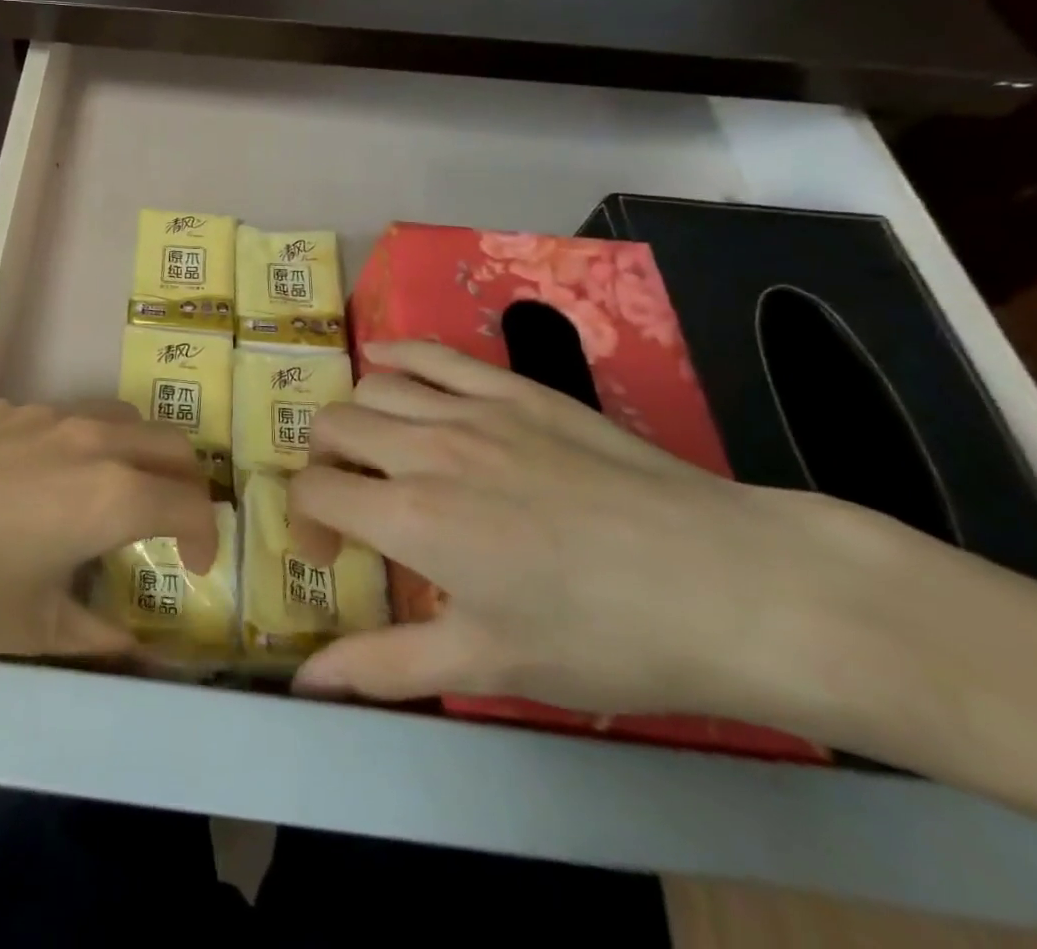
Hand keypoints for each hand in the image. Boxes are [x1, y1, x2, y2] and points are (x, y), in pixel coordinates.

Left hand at [0, 400, 214, 660]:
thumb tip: (137, 652)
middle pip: (169, 443)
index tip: (195, 568)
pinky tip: (30, 482)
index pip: (191, 503)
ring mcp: (40, 412)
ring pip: (117, 416)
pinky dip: (76, 443)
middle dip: (185, 484)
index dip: (206, 538)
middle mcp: (87, 438)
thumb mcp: (26, 629)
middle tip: (169, 526)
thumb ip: (95, 637)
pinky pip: (59, 415)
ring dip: (135, 452)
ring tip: (108, 495)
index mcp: (108, 494)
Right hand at [289, 341, 899, 727]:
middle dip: (323, 465)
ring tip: (378, 453)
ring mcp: (471, 409)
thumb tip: (304, 683)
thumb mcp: (488, 666)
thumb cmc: (605, 639)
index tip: (331, 556)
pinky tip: (384, 363)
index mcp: (411, 517)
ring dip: (356, 419)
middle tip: (353, 504)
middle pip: (331, 428)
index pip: (313, 492)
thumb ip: (384, 665)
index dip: (305, 524)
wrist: (731, 587)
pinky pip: (431, 354)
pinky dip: (395, 354)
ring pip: (370, 388)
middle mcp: (424, 448)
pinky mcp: (514, 389)